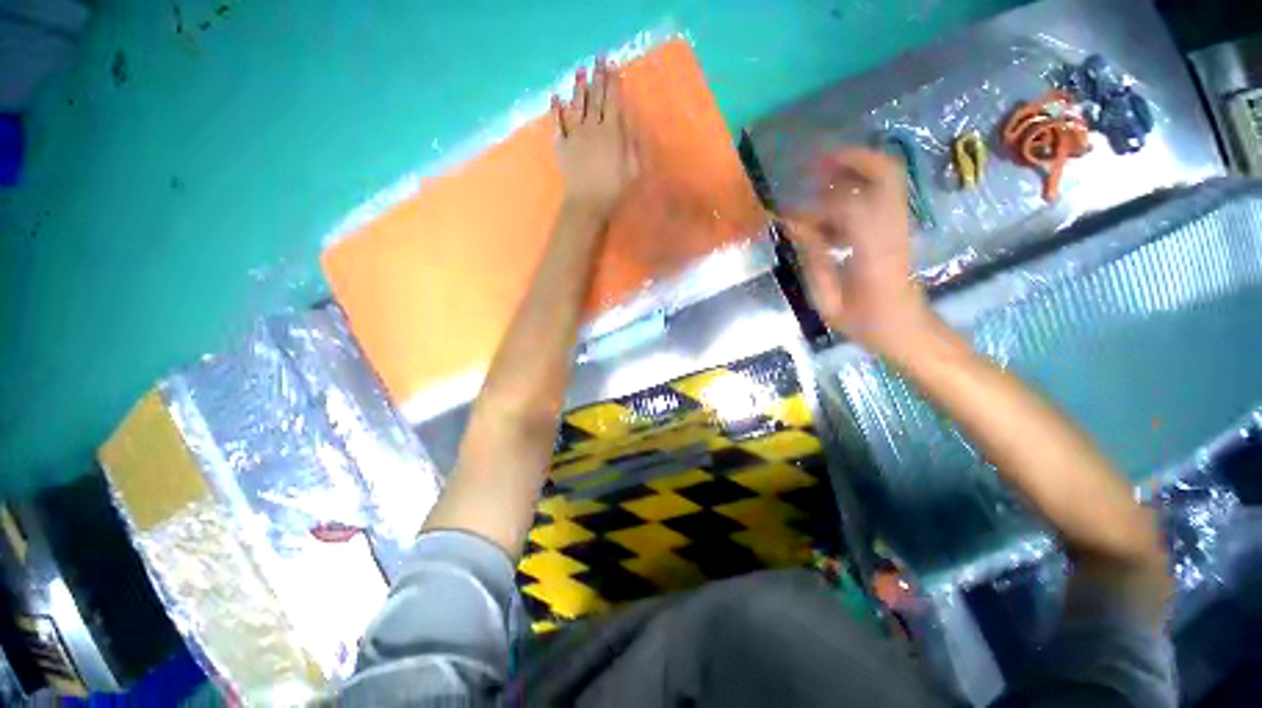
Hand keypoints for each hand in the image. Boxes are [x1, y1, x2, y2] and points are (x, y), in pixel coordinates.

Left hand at [552, 58, 640, 220]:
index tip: (612, 64)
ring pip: (576, 104)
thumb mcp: (633, 169)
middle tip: (598, 57)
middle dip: (598, 76)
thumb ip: (632, 142)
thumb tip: (630, 117)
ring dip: (578, 86)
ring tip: (579, 69)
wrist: (587, 204)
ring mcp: (574, 134)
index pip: (613, 101)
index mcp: (611, 132)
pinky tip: (555, 96)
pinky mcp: (561, 144)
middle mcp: (592, 127)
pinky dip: (556, 108)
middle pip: (595, 98)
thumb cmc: (614, 190)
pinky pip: (557, 122)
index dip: (613, 81)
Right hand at [785, 149, 931, 353]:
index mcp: (874, 251)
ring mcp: (900, 224)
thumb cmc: (865, 322)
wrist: (907, 329)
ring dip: (854, 167)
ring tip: (818, 177)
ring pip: (888, 176)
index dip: (812, 206)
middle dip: (849, 158)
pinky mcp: (899, 227)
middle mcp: (893, 228)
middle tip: (814, 163)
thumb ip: (813, 260)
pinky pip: (882, 193)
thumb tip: (794, 226)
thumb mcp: (828, 302)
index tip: (784, 216)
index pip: (848, 206)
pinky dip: (856, 188)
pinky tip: (830, 210)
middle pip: (884, 172)